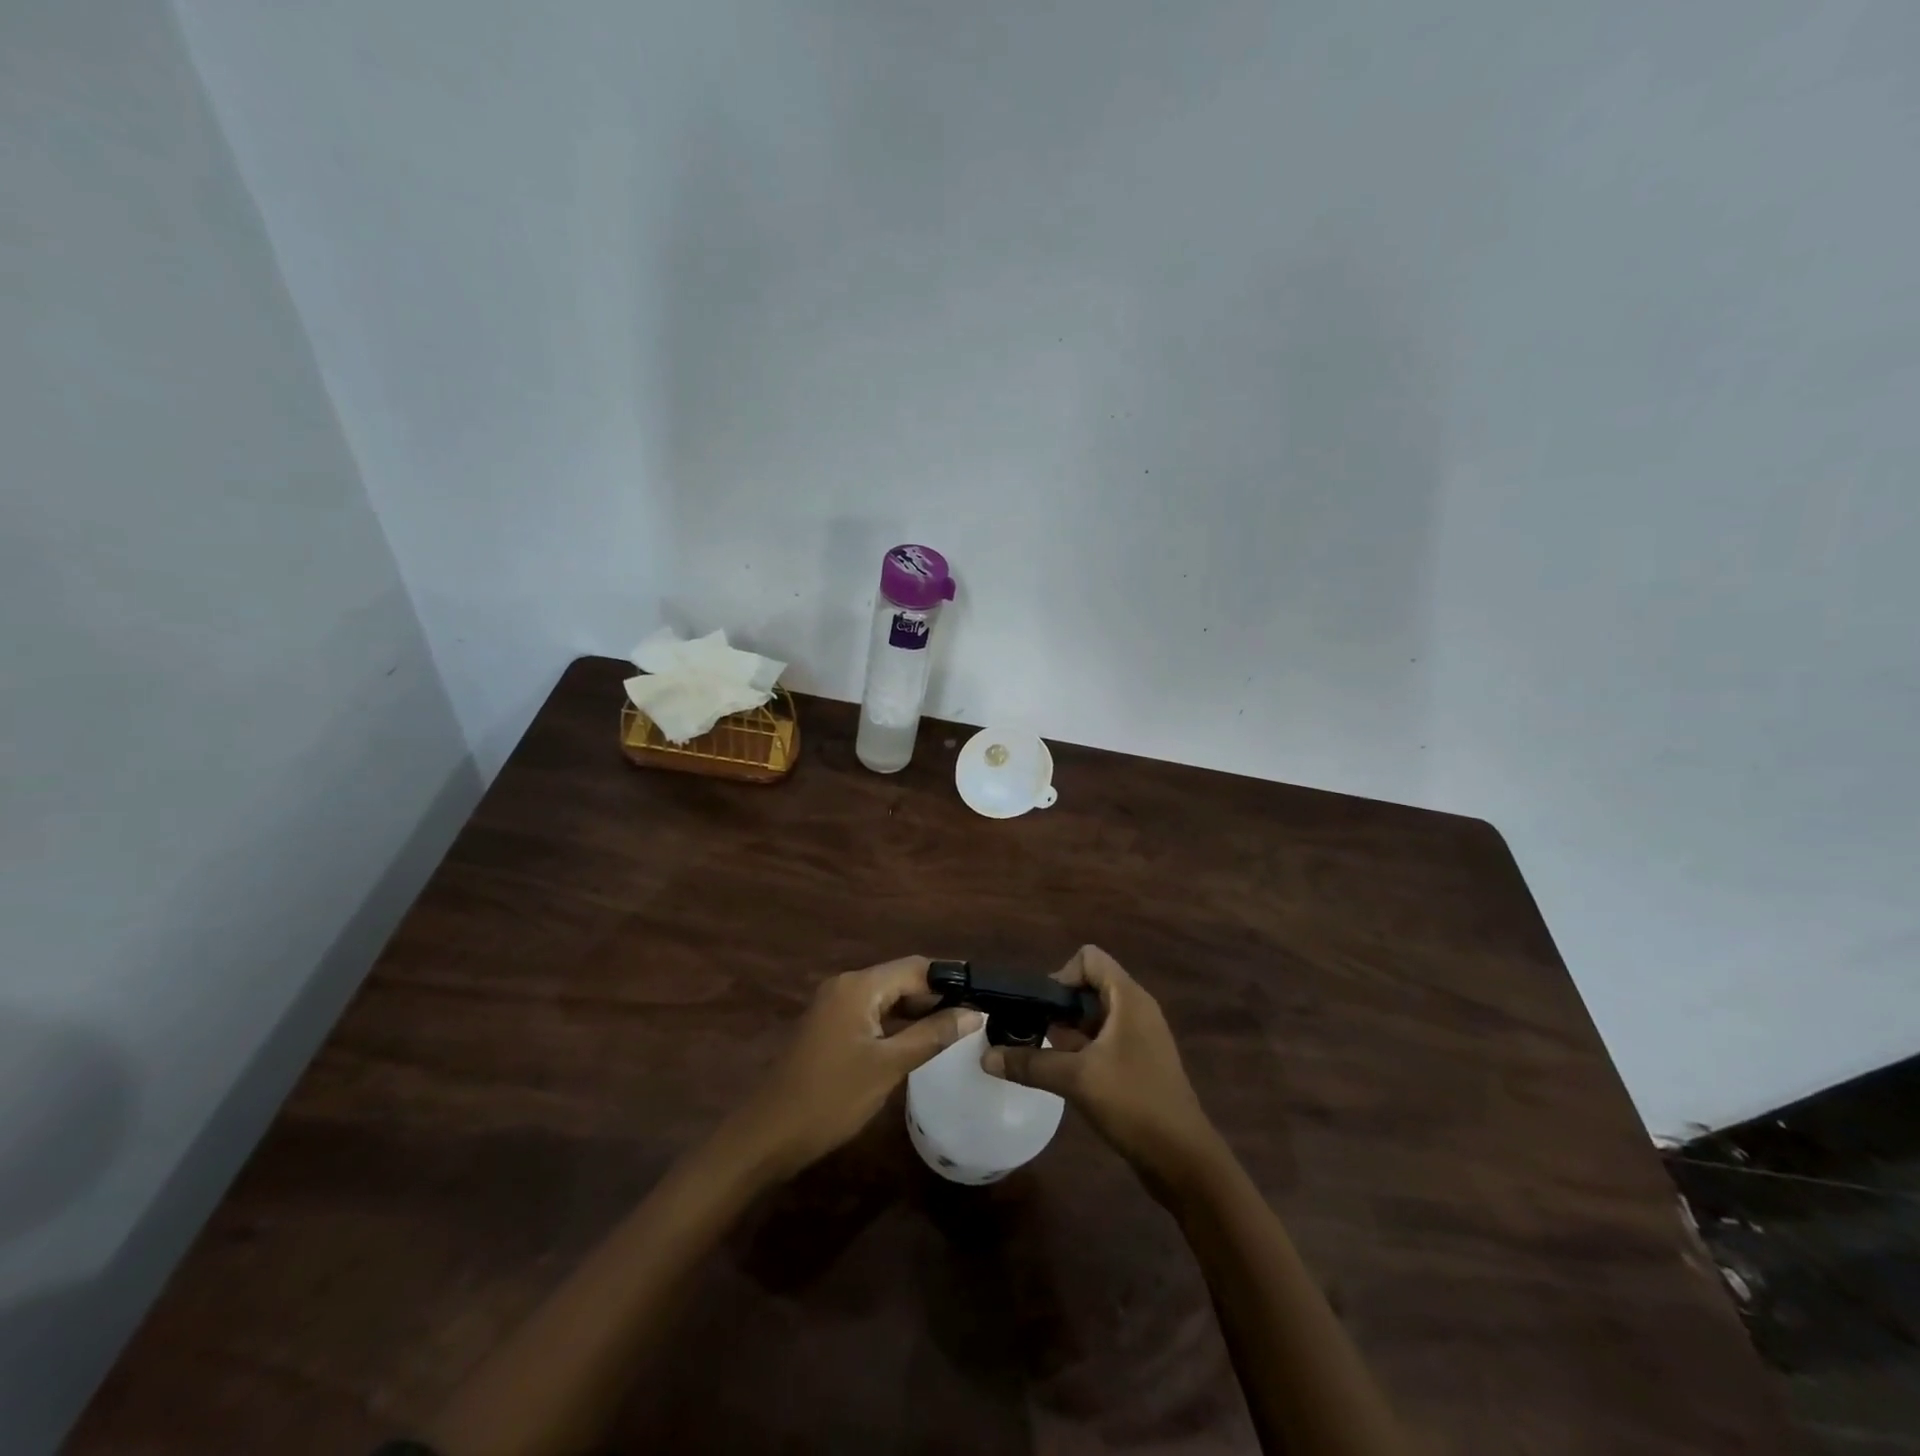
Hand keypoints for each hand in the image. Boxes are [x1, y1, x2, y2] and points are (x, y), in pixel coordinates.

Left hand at [730, 956, 981, 1180]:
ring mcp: (833, 1006)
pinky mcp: (829, 1027)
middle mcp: (845, 985)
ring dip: (917, 1010)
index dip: (950, 978)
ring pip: (886, 997)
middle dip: (936, 995)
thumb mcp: (888, 1067)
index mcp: (858, 986)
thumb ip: (932, 1035)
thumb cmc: (831, 1097)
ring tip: (954, 1029)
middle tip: (973, 1016)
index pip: (915, 967)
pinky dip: (896, 1022)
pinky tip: (917, 1042)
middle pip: (900, 978)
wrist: (767, 1135)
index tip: (983, 994)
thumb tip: (974, 1012)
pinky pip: (871, 1013)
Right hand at [982, 946, 1219, 1191]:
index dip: (1061, 976)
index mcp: (1128, 998)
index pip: (1089, 958)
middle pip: (1089, 986)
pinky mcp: (1139, 1062)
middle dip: (1059, 1008)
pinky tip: (1066, 1077)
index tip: (1043, 1011)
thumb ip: (1030, 1063)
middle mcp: (1136, 1009)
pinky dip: (1083, 1050)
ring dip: (1068, 1032)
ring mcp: (1140, 1037)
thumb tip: (985, 1057)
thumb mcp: (1076, 1079)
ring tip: (1045, 1058)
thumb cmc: (1133, 1103)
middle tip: (1037, 1036)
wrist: (1183, 1160)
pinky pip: (1104, 1040)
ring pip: (1094, 1016)